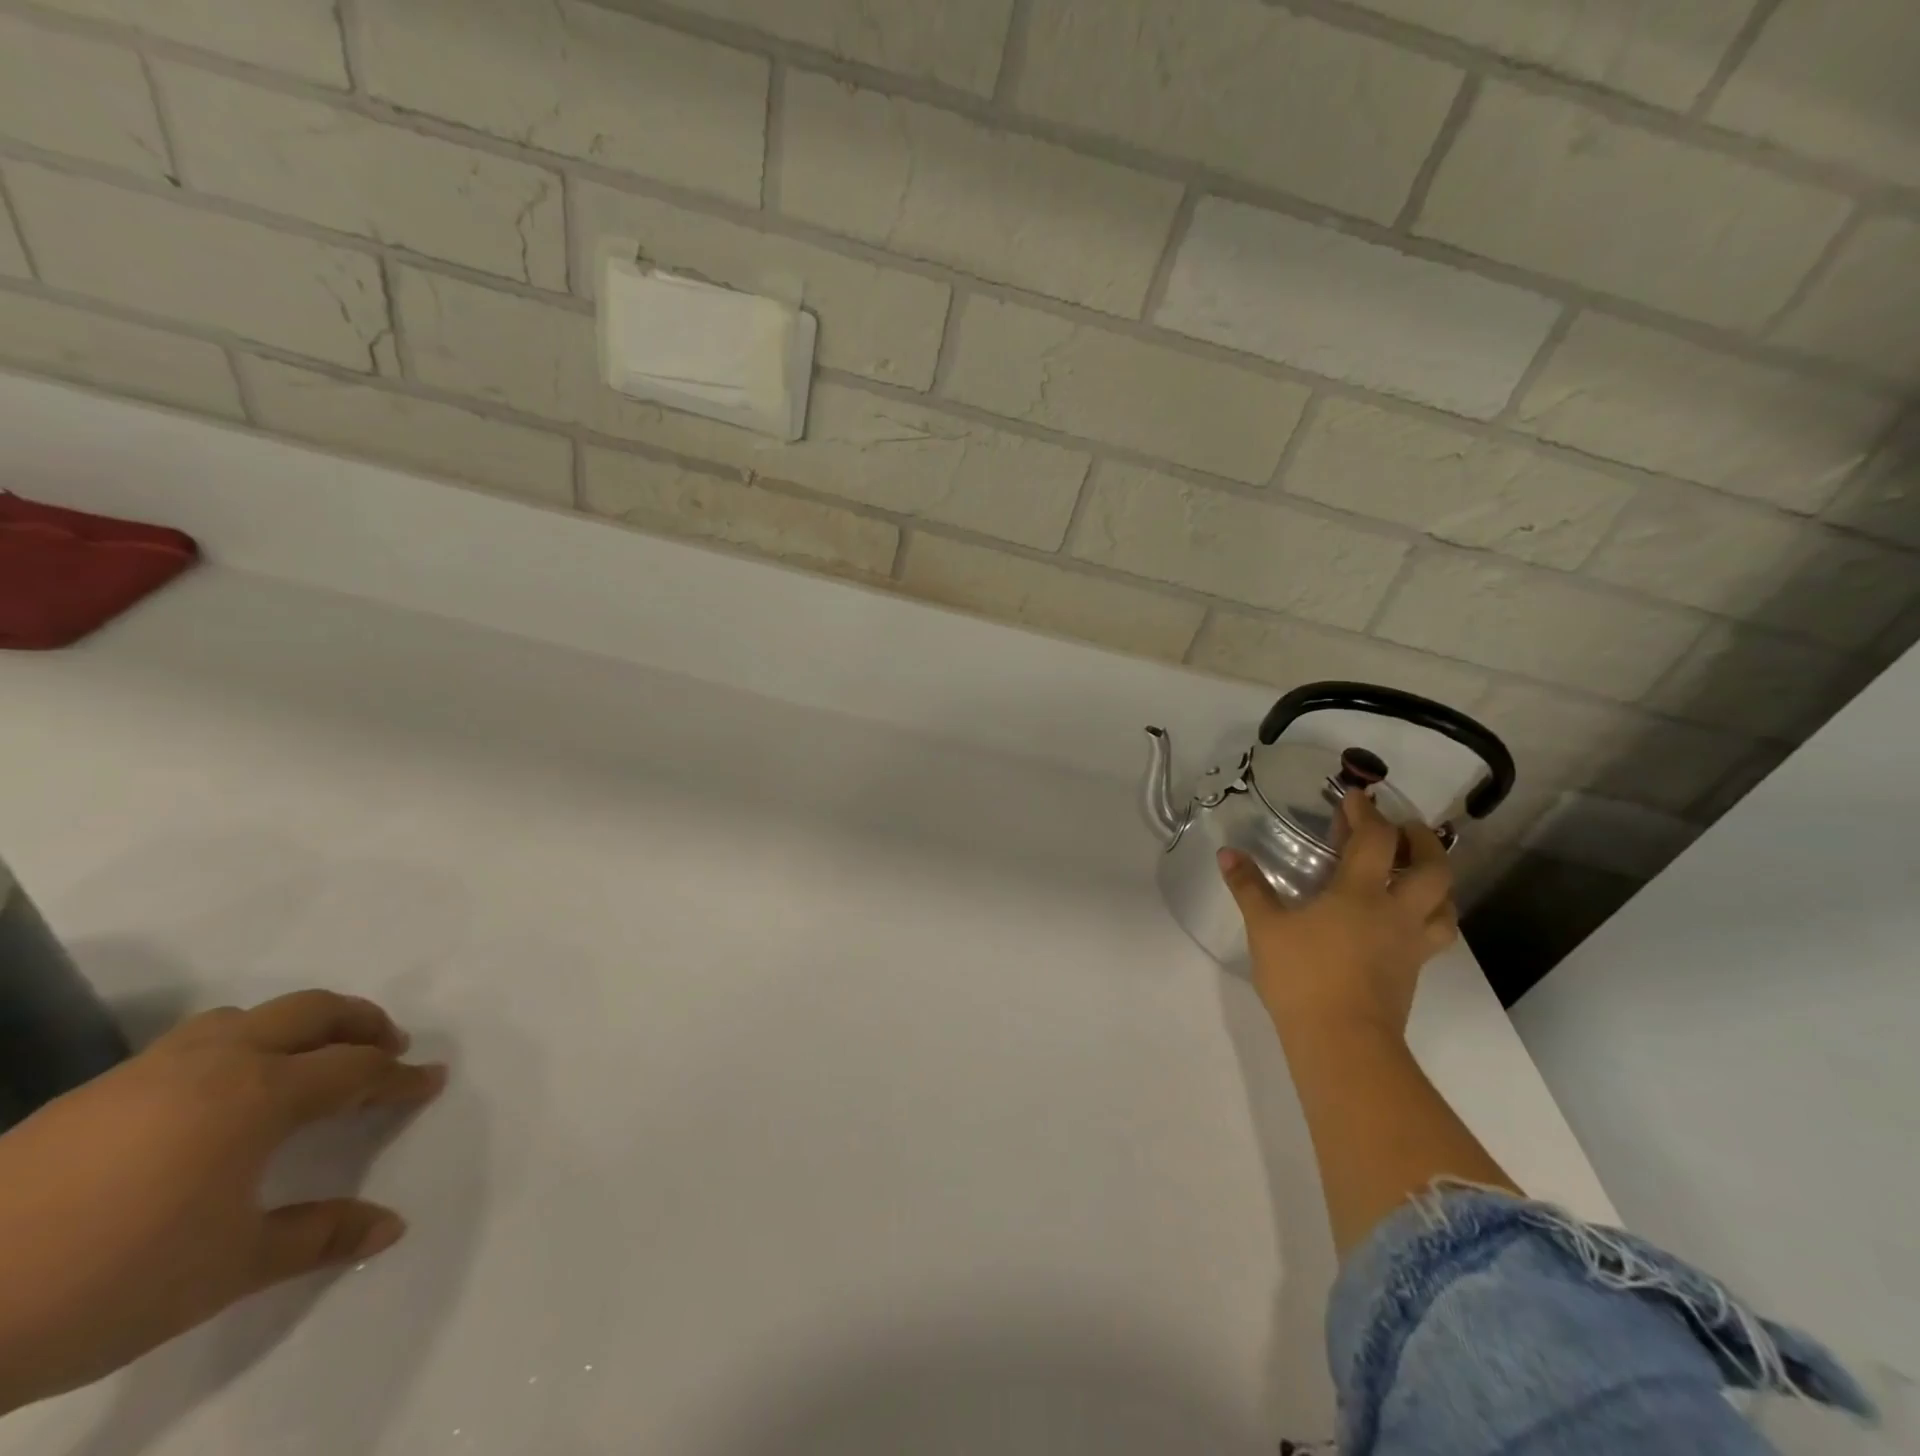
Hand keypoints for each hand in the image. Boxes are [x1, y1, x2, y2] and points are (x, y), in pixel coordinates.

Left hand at [0, 990, 445, 1412]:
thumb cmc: (109, 1280)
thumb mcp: (227, 1269)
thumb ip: (317, 1237)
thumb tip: (391, 1227)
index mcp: (259, 1095)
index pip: (355, 1069)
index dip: (399, 1077)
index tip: (430, 1080)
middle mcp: (215, 1063)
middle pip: (310, 1012)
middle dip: (360, 1021)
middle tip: (389, 1044)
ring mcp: (147, 1071)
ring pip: (243, 1016)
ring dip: (292, 1027)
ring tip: (305, 1060)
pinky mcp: (92, 1093)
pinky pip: (188, 1045)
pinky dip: (231, 1049)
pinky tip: (213, 1098)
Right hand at [1218, 792, 1456, 1039]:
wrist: (1343, 1042)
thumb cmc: (1303, 977)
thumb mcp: (1266, 928)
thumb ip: (1249, 888)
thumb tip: (1227, 853)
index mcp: (1361, 893)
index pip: (1376, 839)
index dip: (1368, 813)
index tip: (1356, 797)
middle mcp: (1396, 912)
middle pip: (1432, 867)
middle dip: (1421, 840)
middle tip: (1404, 828)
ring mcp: (1410, 944)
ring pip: (1445, 904)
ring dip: (1437, 880)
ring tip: (1418, 872)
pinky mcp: (1412, 972)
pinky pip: (1434, 934)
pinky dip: (1429, 916)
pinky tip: (1406, 920)